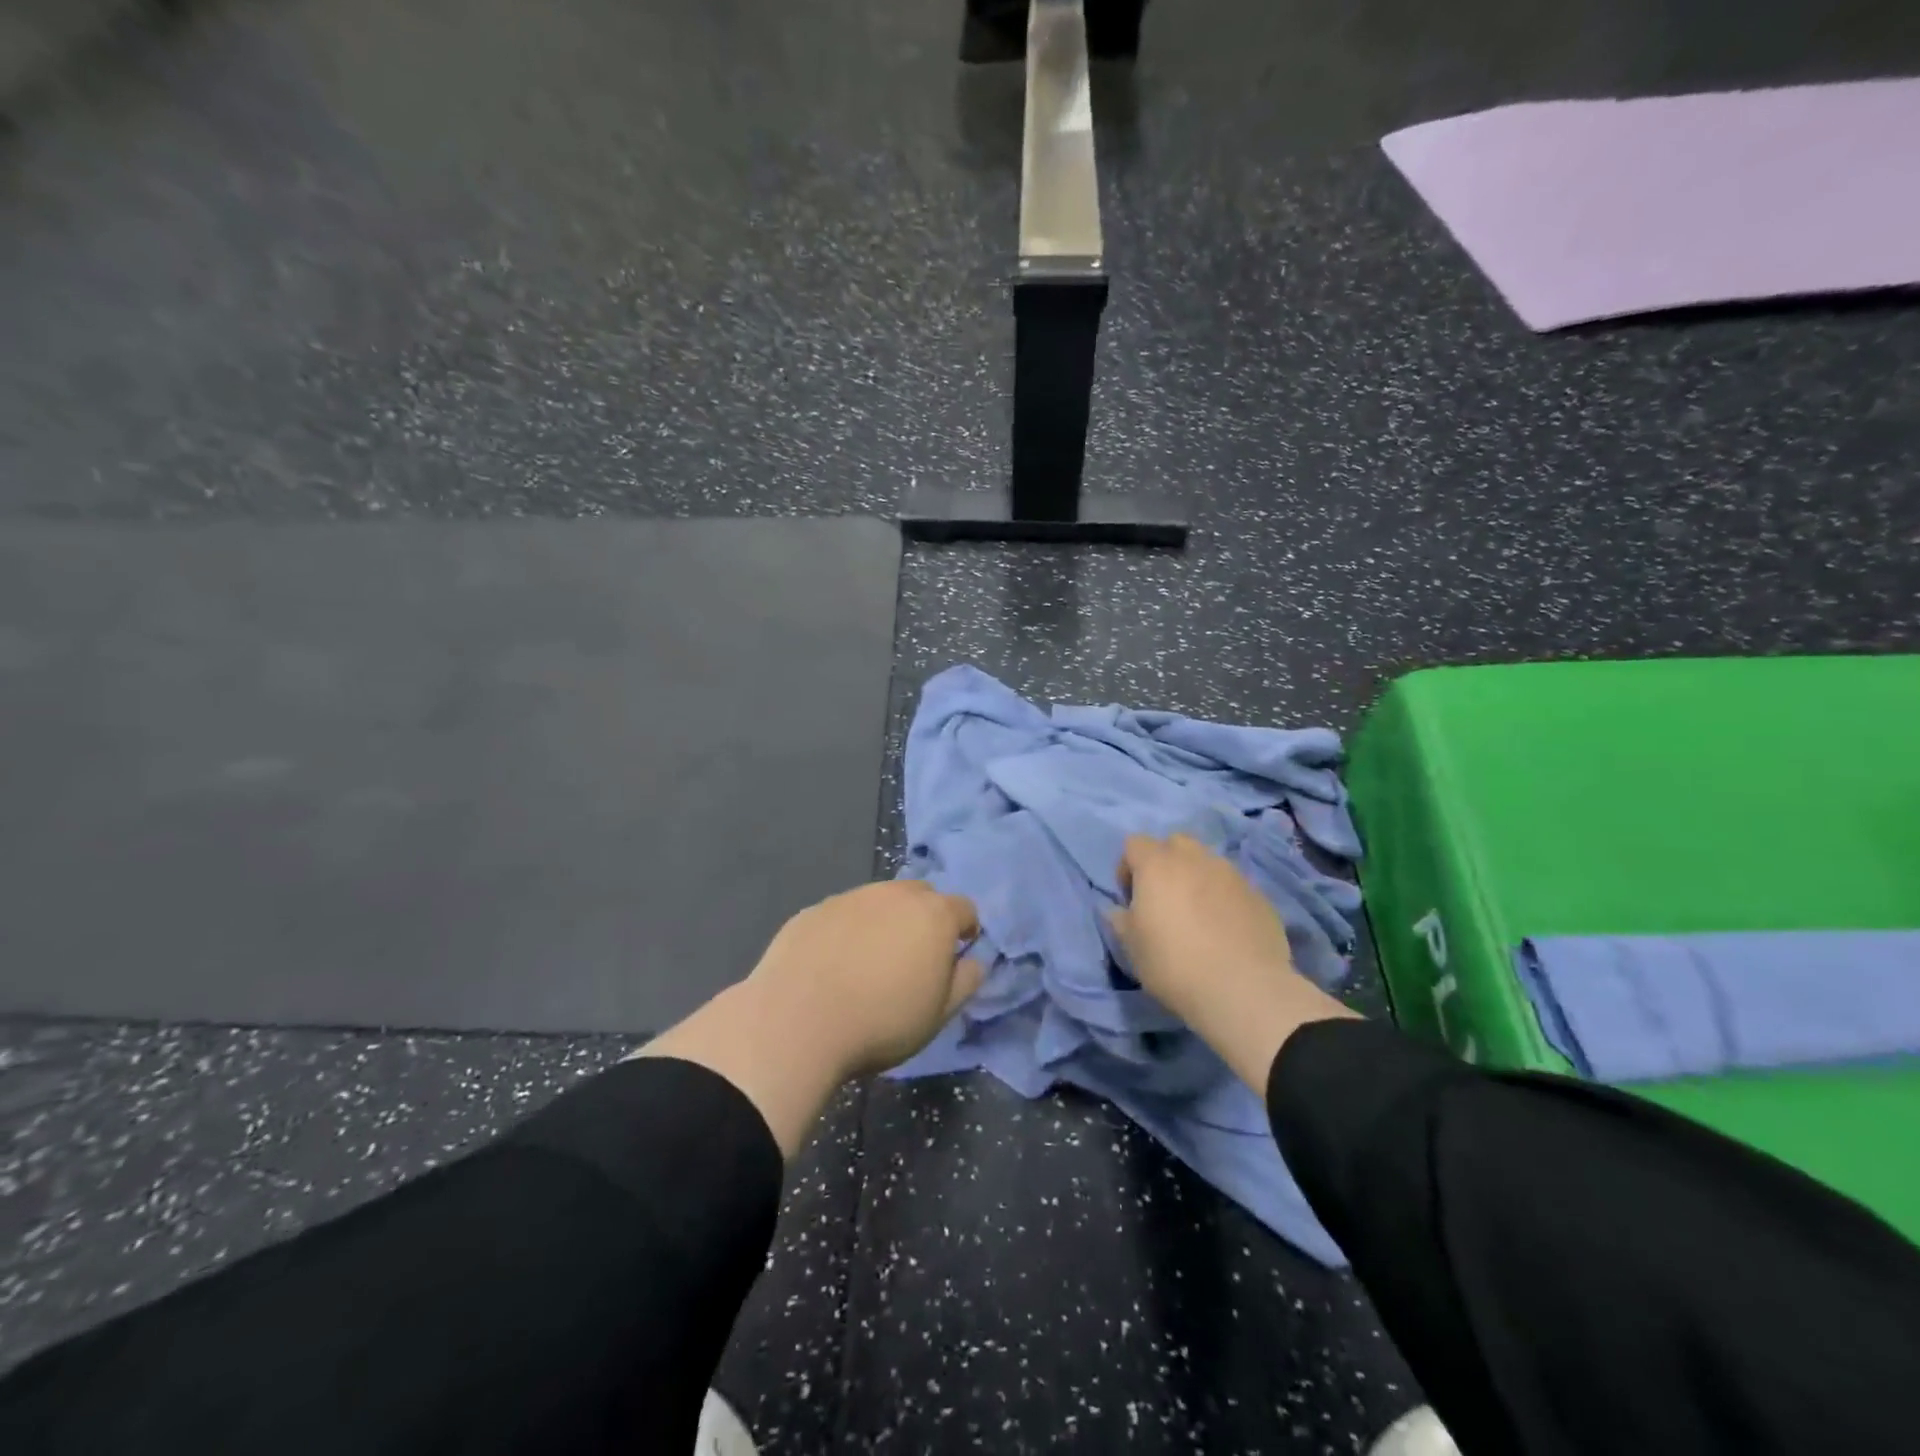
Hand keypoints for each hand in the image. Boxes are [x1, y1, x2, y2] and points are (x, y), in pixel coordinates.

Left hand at [748, 880, 982, 1076]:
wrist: (797, 1020)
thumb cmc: (882, 1021)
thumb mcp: (939, 1014)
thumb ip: (966, 981)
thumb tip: (974, 961)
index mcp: (933, 914)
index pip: (965, 909)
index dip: (965, 932)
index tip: (955, 958)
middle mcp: (894, 894)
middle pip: (922, 896)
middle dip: (925, 919)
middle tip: (913, 959)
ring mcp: (850, 897)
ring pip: (880, 902)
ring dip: (885, 922)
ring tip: (869, 962)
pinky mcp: (814, 909)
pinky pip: (843, 914)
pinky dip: (847, 931)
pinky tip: (832, 965)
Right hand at [1112, 833, 1356, 1091]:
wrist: (1242, 988)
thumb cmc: (1173, 962)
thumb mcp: (1131, 946)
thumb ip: (1120, 919)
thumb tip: (1118, 909)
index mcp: (1157, 864)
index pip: (1134, 843)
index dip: (1127, 866)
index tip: (1130, 898)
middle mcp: (1195, 859)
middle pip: (1175, 843)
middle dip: (1165, 863)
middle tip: (1164, 899)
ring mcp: (1231, 874)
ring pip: (1208, 862)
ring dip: (1197, 879)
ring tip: (1198, 915)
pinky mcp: (1259, 895)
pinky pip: (1233, 887)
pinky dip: (1224, 899)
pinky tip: (1225, 930)